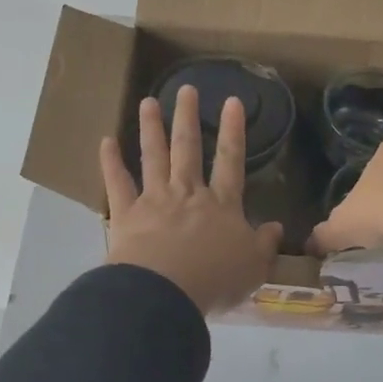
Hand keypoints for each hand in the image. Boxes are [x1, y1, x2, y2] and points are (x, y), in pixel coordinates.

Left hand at [101, 86, 283, 314]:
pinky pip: (117, 183)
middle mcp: (188, 193)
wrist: (166, 291)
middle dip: (187, 117)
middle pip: (188, 149)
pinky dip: (110, 162)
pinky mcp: (126, 214)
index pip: (230, 161)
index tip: (232, 102)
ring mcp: (155, 200)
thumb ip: (265, 245)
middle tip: (185, 89)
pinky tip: (106, 142)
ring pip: (153, 156)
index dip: (233, 131)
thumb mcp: (253, 267)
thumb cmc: (214, 280)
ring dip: (151, 128)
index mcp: (221, 205)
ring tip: (148, 102)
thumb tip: (276, 227)